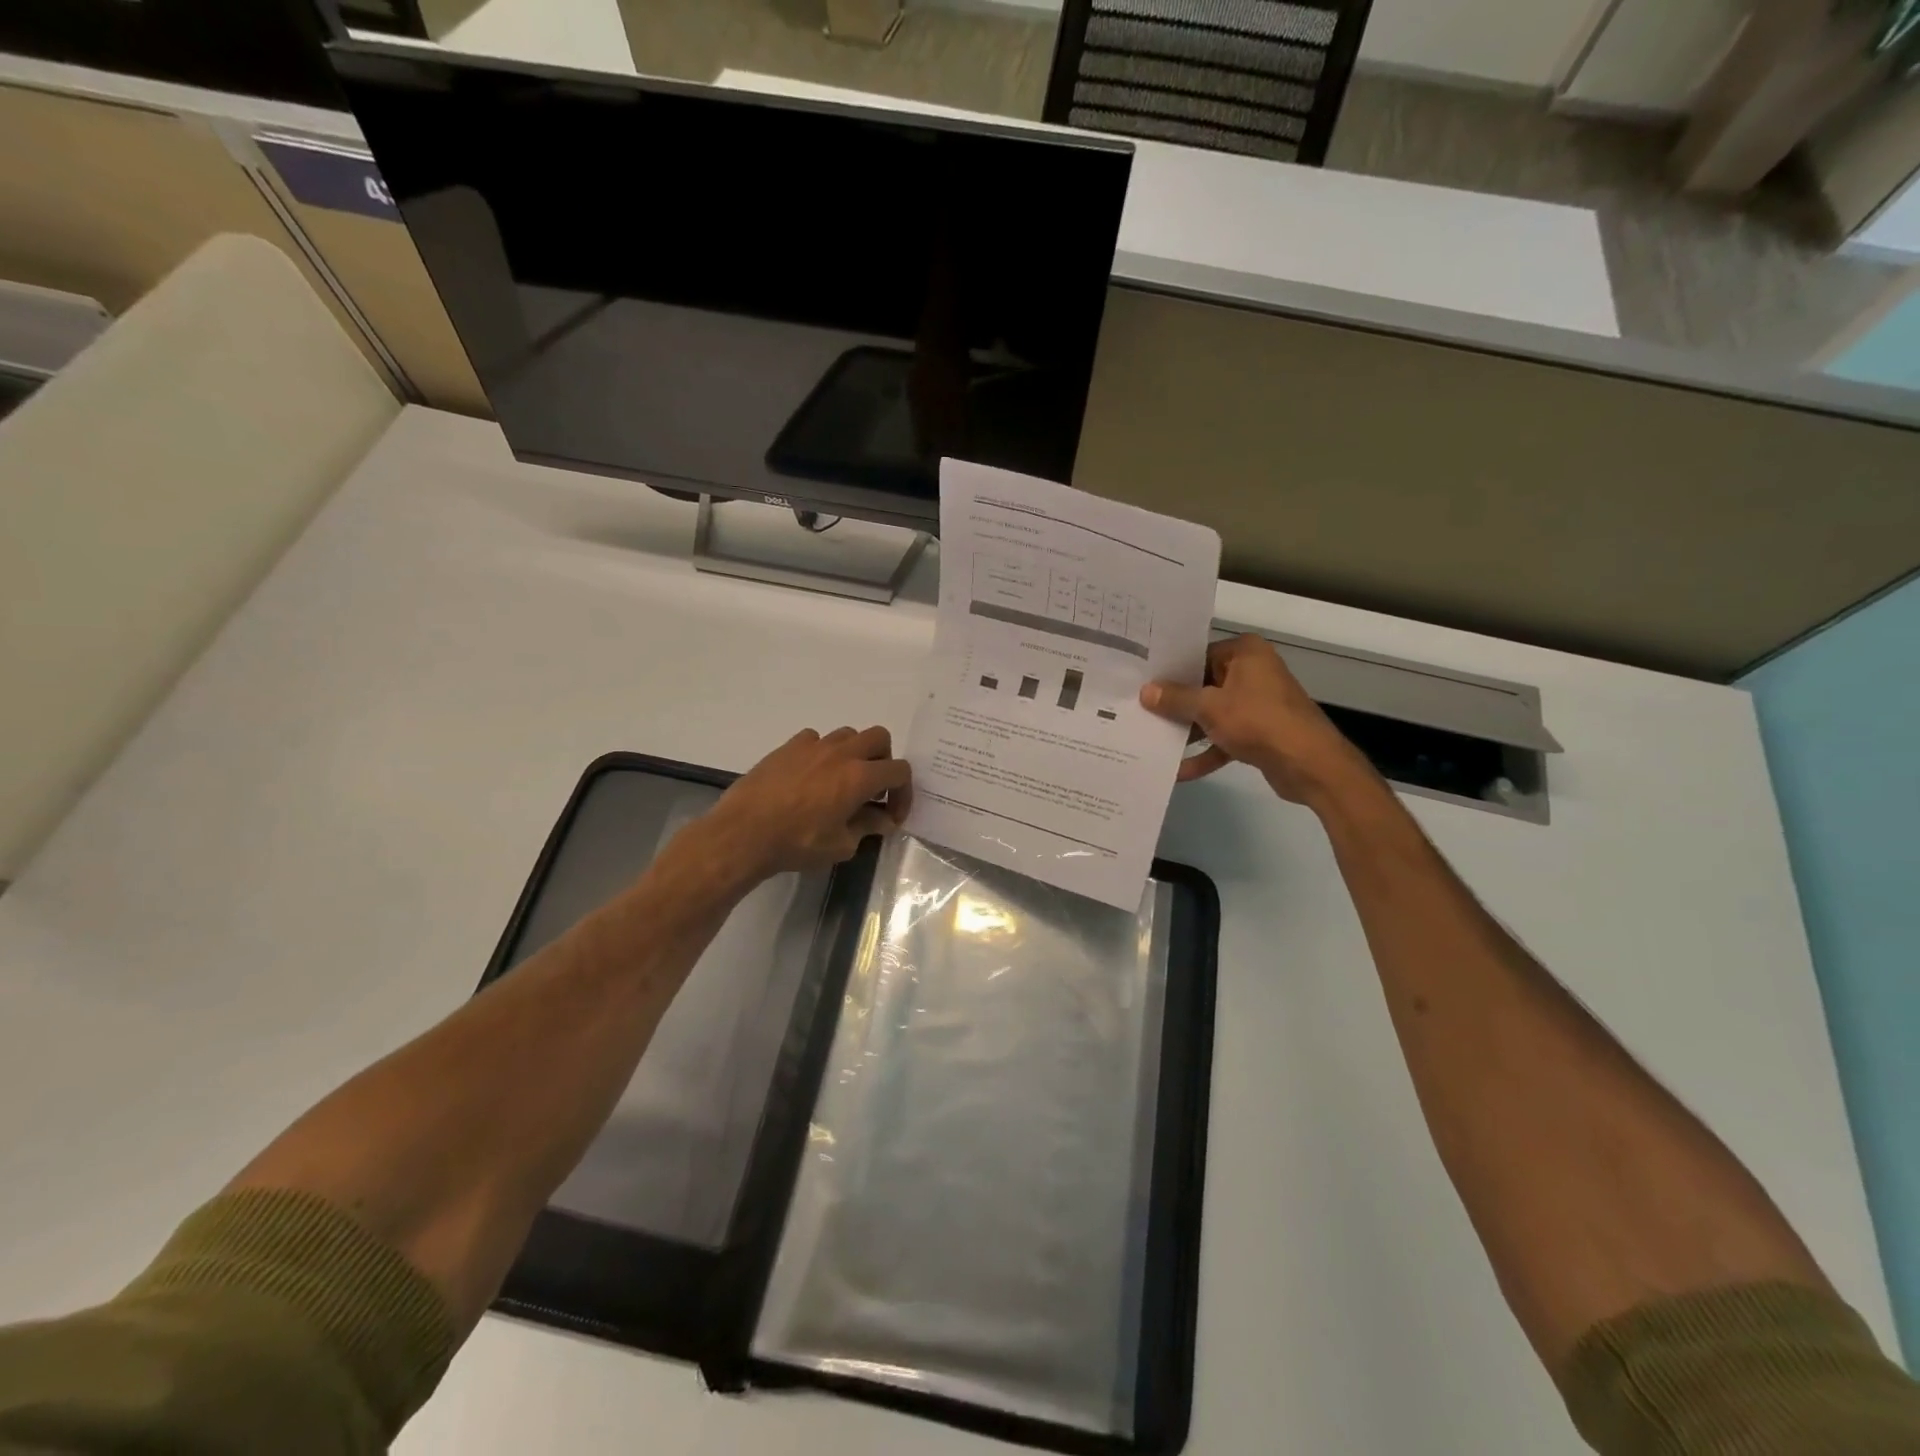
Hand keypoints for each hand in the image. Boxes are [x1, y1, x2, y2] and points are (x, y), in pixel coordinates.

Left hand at [694, 726, 912, 882]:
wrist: (743, 833)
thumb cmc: (796, 843)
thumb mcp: (840, 845)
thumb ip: (866, 828)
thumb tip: (882, 820)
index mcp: (860, 777)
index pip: (899, 771)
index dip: (903, 793)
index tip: (891, 815)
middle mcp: (841, 753)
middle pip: (879, 737)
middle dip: (883, 761)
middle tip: (872, 789)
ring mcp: (812, 746)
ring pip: (847, 734)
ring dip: (854, 754)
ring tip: (841, 781)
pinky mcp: (787, 747)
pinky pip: (815, 739)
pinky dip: (822, 753)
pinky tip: (811, 776)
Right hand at [1140, 634, 1371, 807]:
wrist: (1310, 764)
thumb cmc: (1259, 721)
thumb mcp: (1209, 707)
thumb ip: (1176, 699)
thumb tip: (1146, 691)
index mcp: (1245, 653)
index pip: (1198, 655)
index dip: (1170, 671)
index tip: (1141, 682)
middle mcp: (1252, 672)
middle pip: (1204, 685)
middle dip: (1175, 704)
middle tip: (1138, 711)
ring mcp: (1257, 703)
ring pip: (1212, 713)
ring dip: (1188, 731)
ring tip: (1151, 741)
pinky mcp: (1259, 732)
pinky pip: (1225, 737)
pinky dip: (1206, 753)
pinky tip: (1179, 771)